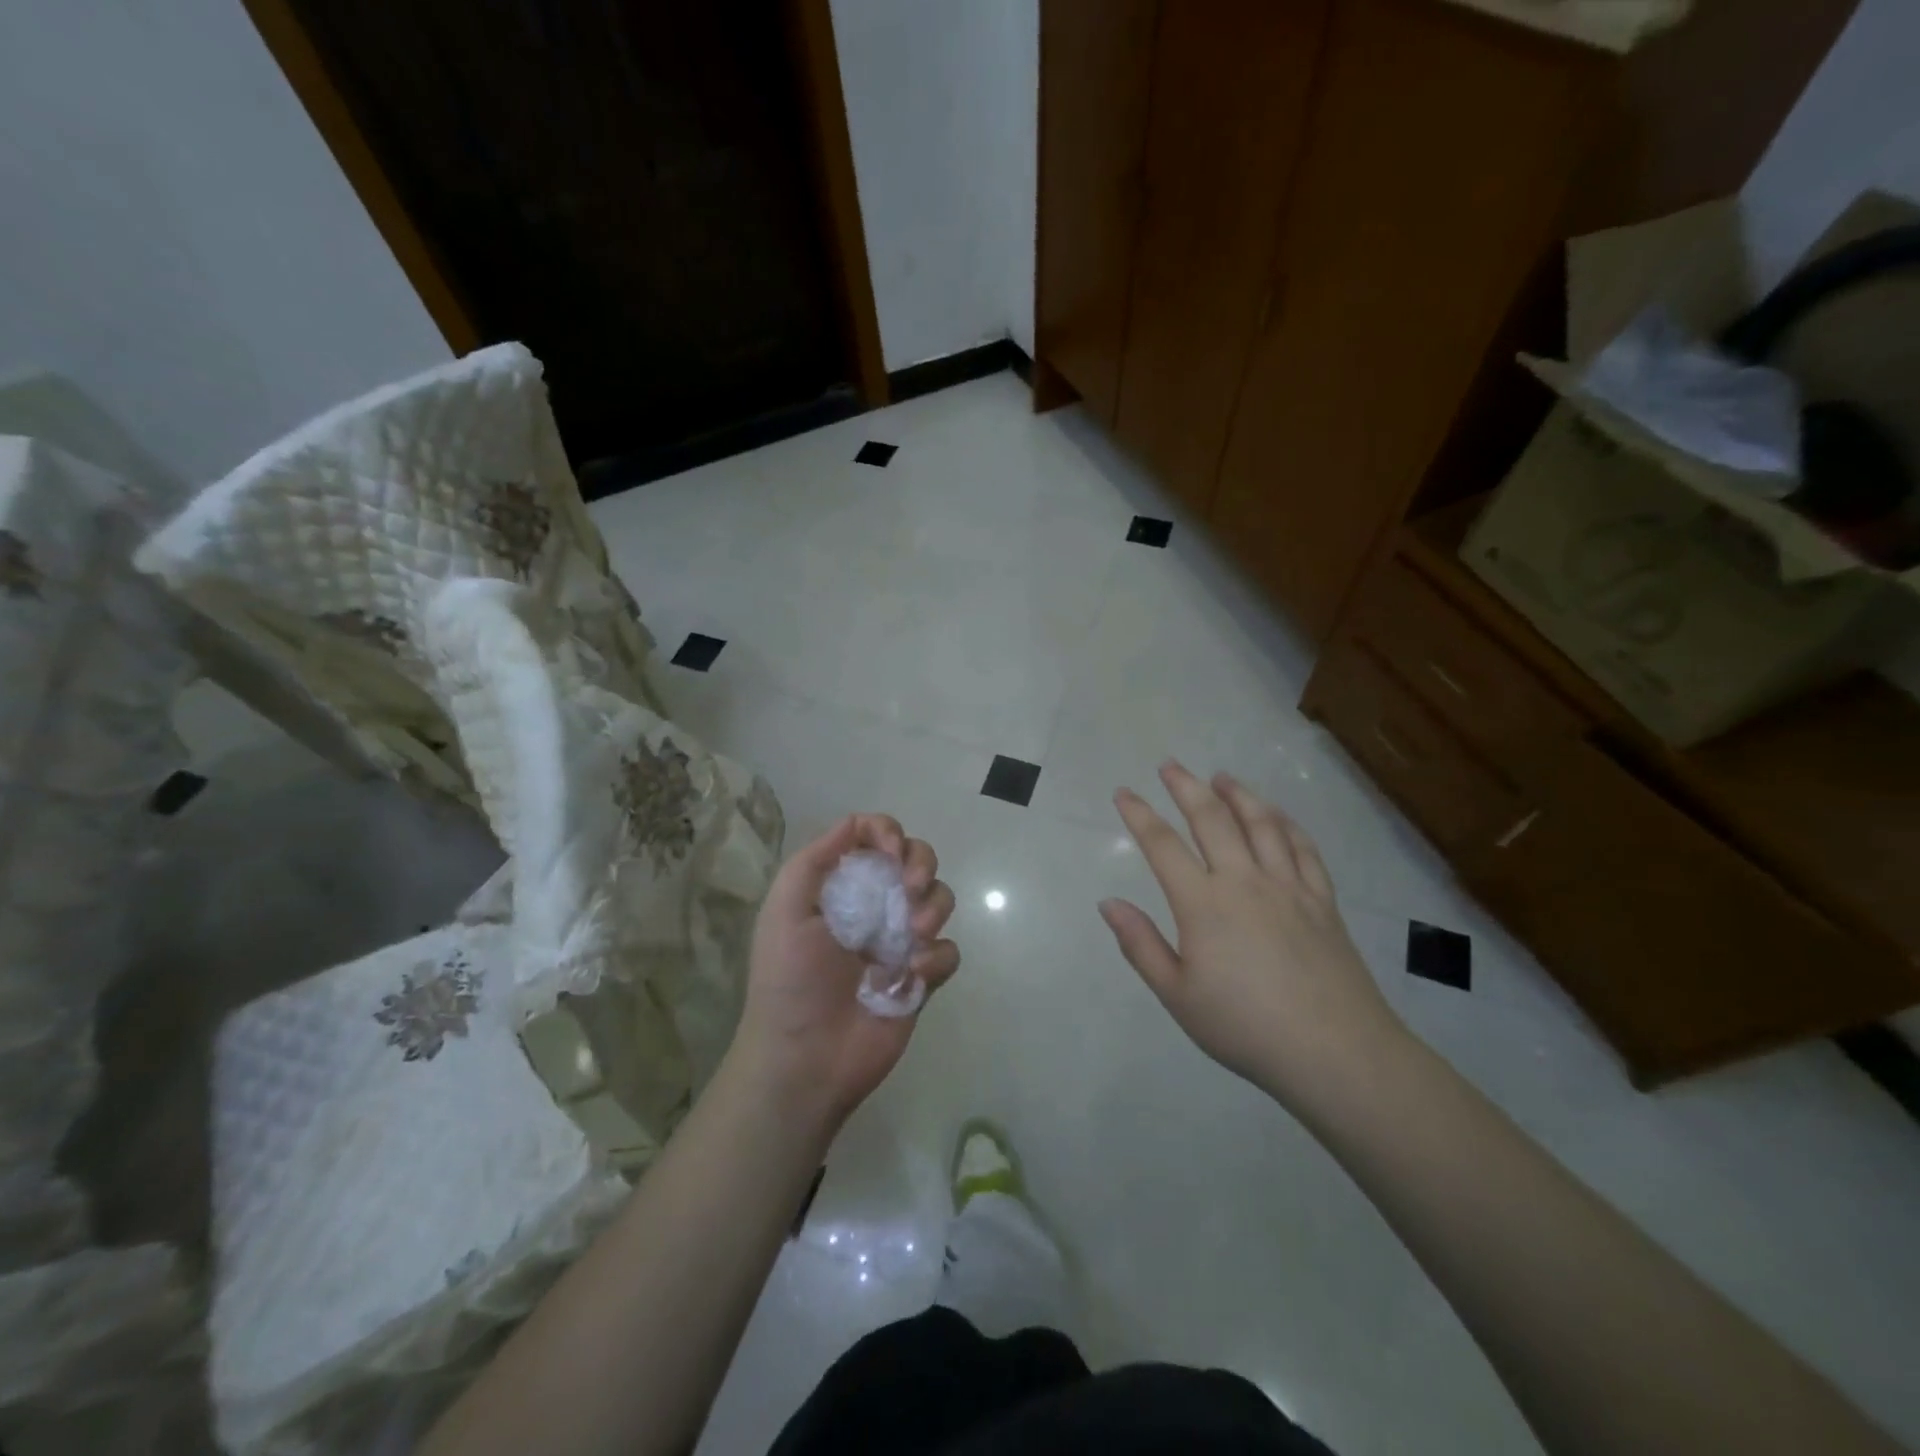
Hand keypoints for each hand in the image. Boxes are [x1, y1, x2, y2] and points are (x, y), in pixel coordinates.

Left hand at [730, 814, 958, 1135]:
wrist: (804, 1059)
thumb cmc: (789, 980)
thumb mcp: (785, 910)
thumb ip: (814, 860)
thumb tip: (854, 822)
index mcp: (842, 886)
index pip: (874, 836)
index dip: (888, 832)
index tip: (891, 852)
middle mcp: (875, 905)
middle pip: (917, 858)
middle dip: (921, 863)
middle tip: (909, 888)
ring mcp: (900, 941)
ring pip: (940, 899)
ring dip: (933, 908)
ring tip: (912, 937)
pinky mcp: (921, 978)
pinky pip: (947, 951)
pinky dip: (936, 958)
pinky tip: (911, 977)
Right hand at [1099, 762, 1407, 1107]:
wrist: (1335, 1051)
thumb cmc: (1245, 1027)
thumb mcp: (1178, 995)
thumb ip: (1141, 945)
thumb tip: (1108, 903)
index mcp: (1203, 904)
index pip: (1162, 845)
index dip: (1139, 815)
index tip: (1123, 792)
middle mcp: (1244, 881)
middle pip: (1212, 819)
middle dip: (1186, 787)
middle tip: (1170, 765)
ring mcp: (1288, 886)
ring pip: (1261, 823)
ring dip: (1238, 794)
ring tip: (1221, 776)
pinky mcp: (1322, 900)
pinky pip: (1303, 848)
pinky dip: (1286, 823)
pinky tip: (1277, 815)